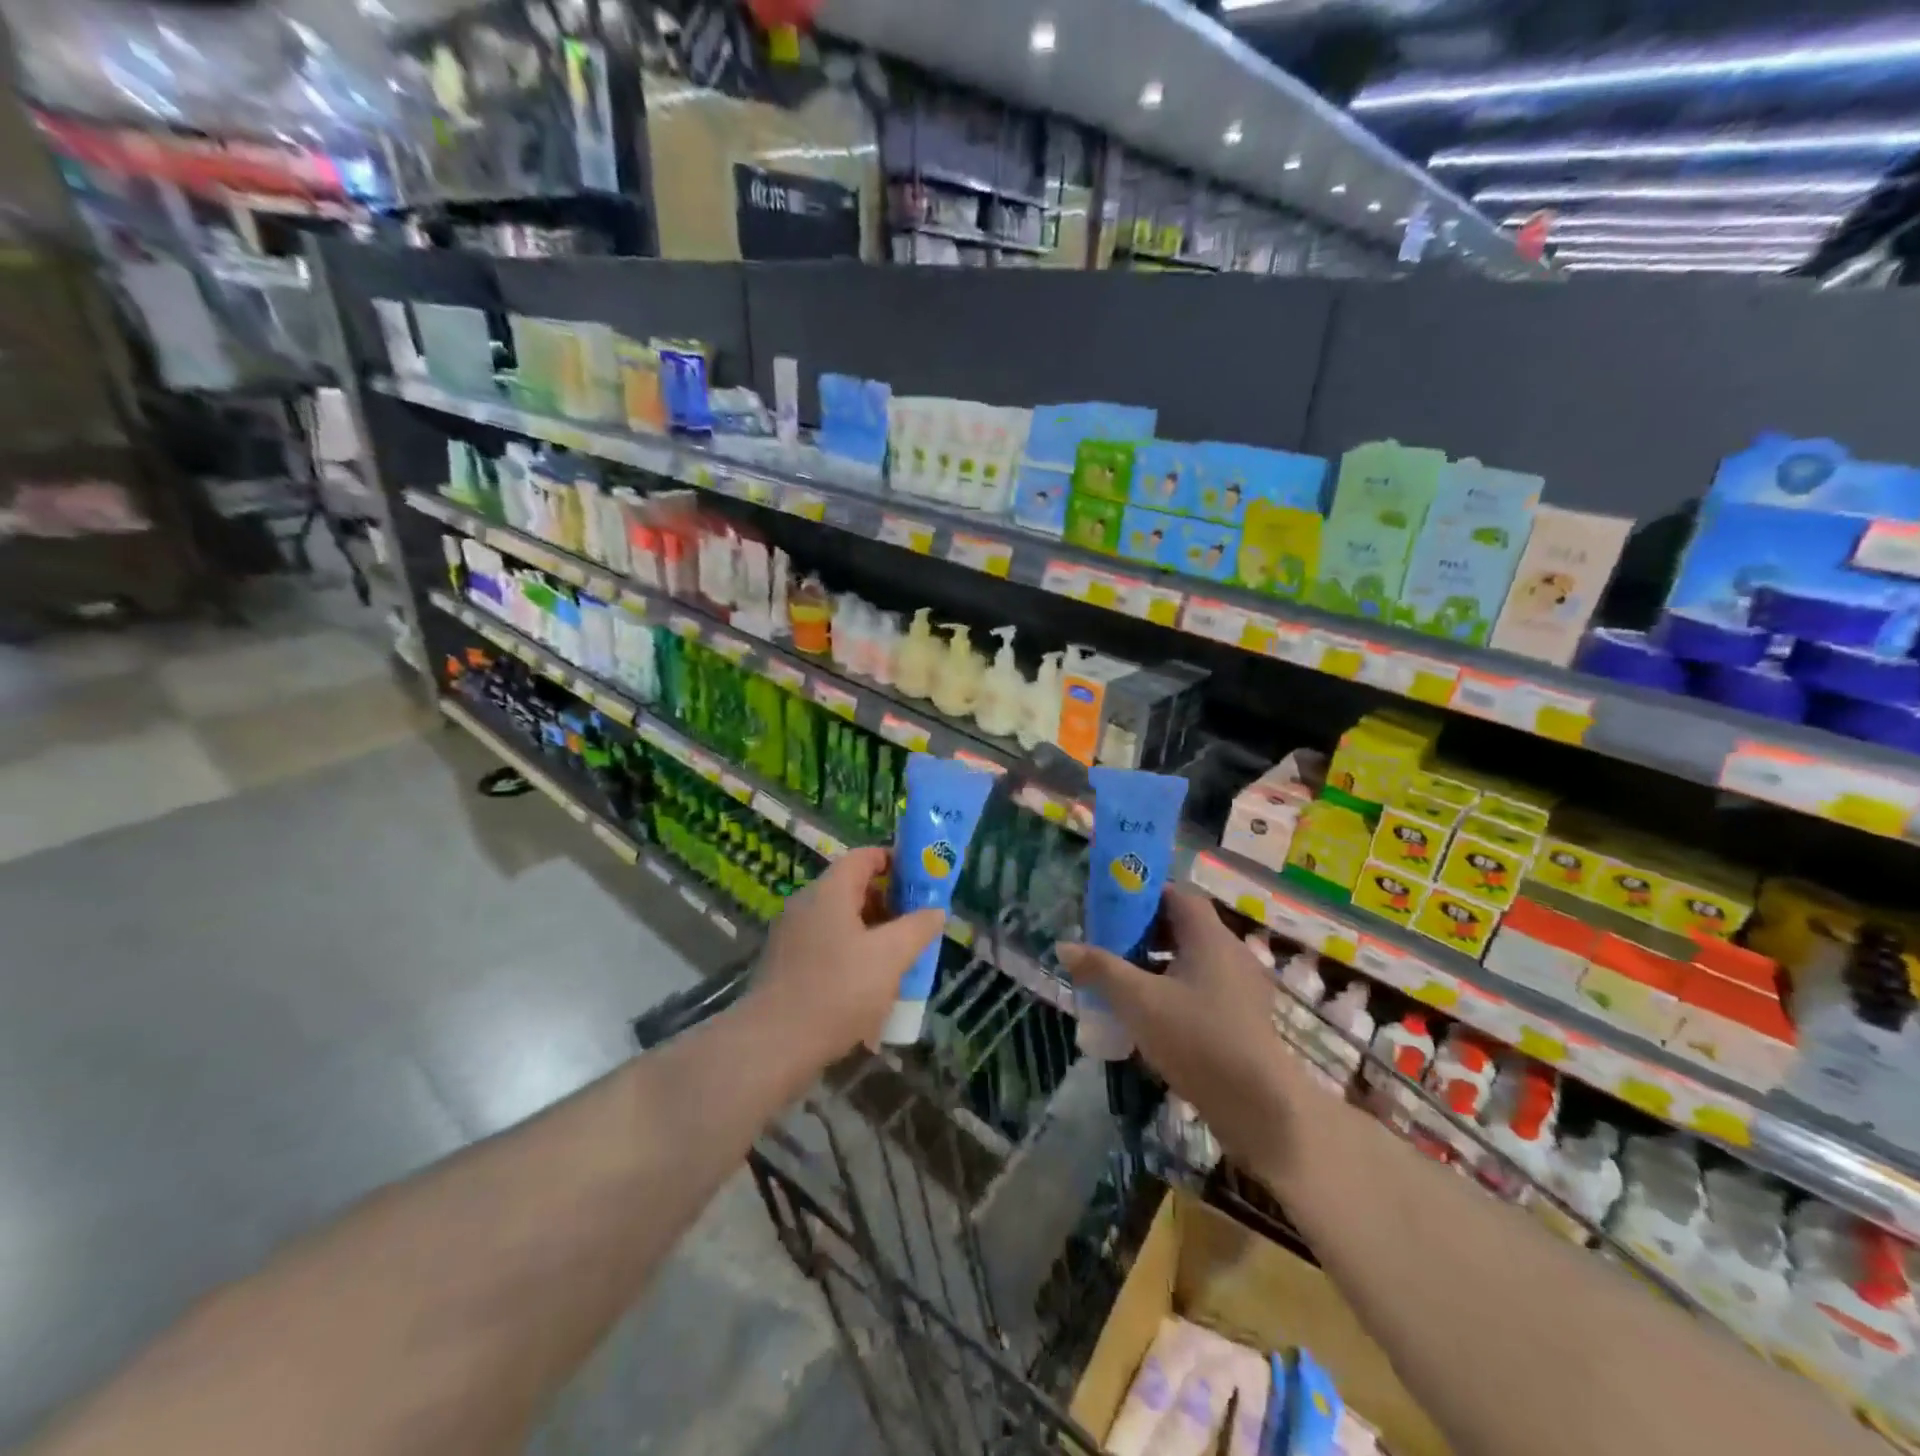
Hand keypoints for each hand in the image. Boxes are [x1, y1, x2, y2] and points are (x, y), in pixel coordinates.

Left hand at [750, 847, 945, 1063]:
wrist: (773, 1045)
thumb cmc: (837, 990)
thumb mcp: (890, 957)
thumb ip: (917, 928)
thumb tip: (936, 911)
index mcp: (829, 891)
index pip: (864, 857)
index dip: (895, 861)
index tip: (922, 880)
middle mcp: (805, 904)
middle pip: (852, 888)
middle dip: (888, 902)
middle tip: (917, 924)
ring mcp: (791, 935)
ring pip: (840, 920)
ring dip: (871, 932)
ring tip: (899, 958)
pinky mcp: (785, 964)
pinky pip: (826, 945)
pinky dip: (850, 953)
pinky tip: (868, 985)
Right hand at [1057, 888, 1309, 1174]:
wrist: (1261, 1108)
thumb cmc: (1198, 1039)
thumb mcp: (1139, 1001)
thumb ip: (1101, 969)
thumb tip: (1064, 946)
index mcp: (1210, 937)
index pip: (1178, 895)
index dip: (1145, 895)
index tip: (1113, 907)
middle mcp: (1231, 952)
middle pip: (1185, 926)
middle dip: (1146, 931)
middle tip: (1111, 944)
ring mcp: (1242, 986)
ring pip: (1194, 959)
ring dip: (1160, 962)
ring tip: (1126, 981)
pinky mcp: (1245, 1017)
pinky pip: (1205, 986)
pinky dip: (1177, 988)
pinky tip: (1153, 1015)